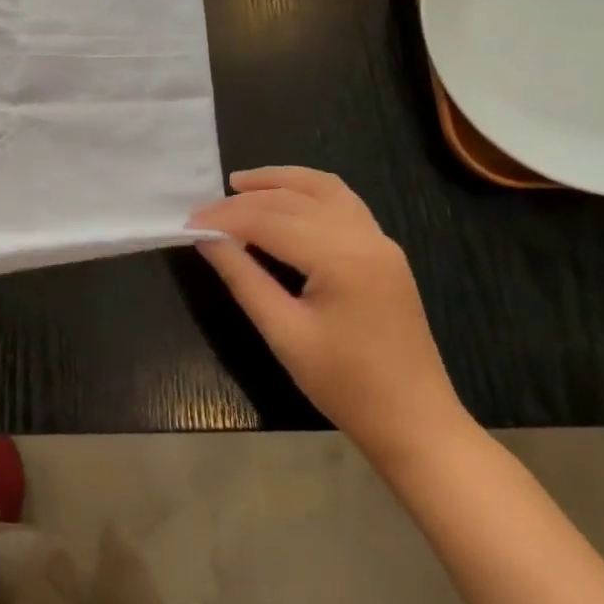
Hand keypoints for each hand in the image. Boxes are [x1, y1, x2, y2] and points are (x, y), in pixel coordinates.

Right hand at [191, 167, 468, 471]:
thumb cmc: (345, 385)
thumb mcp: (284, 333)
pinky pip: (343, 202)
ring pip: (323, 189)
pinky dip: (308, 190)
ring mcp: (380, 241)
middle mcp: (364, 237)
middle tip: (203, 211)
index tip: (188, 223)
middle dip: (244, 201)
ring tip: (239, 184)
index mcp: (341, 259)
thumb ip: (243, 278)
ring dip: (279, 181)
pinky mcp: (384, 251)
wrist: (415, 422)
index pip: (269, 222)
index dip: (224, 219)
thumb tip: (206, 239)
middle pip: (293, 201)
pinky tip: (284, 197)